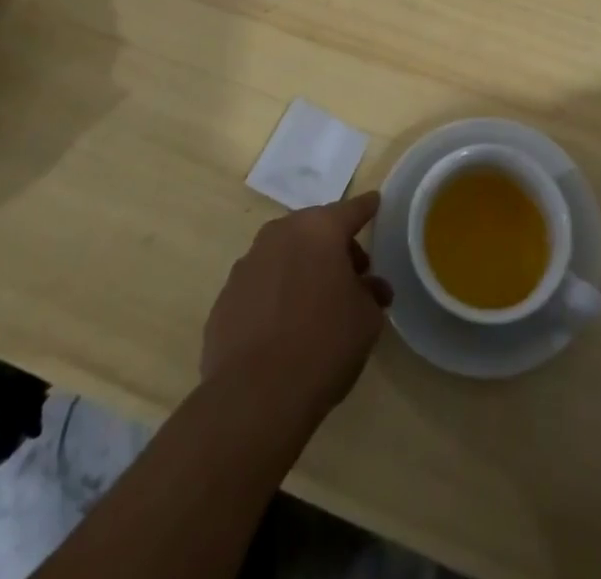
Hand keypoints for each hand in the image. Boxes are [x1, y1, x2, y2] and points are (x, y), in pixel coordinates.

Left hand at [201, 191, 392, 419]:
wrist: (253, 397)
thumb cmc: (323, 345)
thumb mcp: (366, 319)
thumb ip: (371, 293)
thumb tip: (369, 287)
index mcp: (320, 229)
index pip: (352, 210)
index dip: (366, 208)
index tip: (375, 203)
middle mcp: (281, 233)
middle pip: (315, 229)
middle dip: (334, 246)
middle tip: (352, 276)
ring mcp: (248, 263)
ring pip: (285, 253)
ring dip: (302, 267)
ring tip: (315, 304)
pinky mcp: (225, 297)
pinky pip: (261, 284)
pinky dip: (275, 293)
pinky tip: (283, 326)